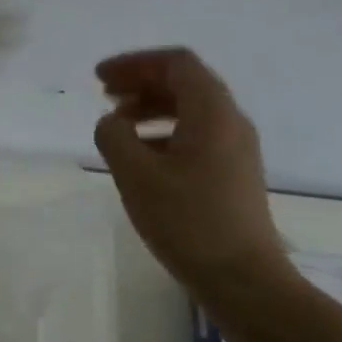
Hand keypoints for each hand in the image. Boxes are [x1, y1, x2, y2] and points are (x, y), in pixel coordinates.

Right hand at [93, 47, 289, 295]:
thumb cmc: (187, 221)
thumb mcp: (136, 175)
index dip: (134, 63)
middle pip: (185, 83)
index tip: (100, 78)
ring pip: (191, 110)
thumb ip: (114, 137)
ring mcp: (236, 149)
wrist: (242, 277)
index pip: (176, 64)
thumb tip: (111, 123)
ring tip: (118, 125)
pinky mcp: (233, 173)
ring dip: (151, 108)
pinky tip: (141, 156)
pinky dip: (164, 132)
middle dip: (141, 83)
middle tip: (104, 95)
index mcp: (212, 113)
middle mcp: (230, 122)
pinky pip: (196, 135)